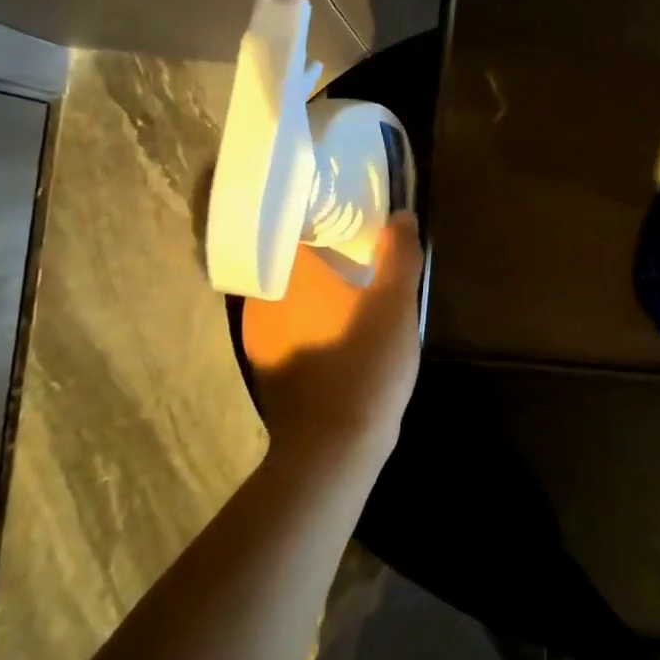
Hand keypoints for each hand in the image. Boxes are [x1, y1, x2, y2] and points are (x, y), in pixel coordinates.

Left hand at [241, 213, 424, 468]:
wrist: (333, 446)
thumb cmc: (365, 362)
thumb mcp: (396, 304)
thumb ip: (399, 255)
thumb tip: (402, 214)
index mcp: (290, 274)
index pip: (289, 227)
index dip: (313, 216)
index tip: (338, 212)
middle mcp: (263, 299)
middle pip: (284, 260)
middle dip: (312, 251)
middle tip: (346, 243)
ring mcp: (257, 335)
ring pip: (281, 295)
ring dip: (306, 287)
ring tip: (341, 281)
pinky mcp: (263, 365)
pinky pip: (281, 325)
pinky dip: (301, 318)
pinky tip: (329, 326)